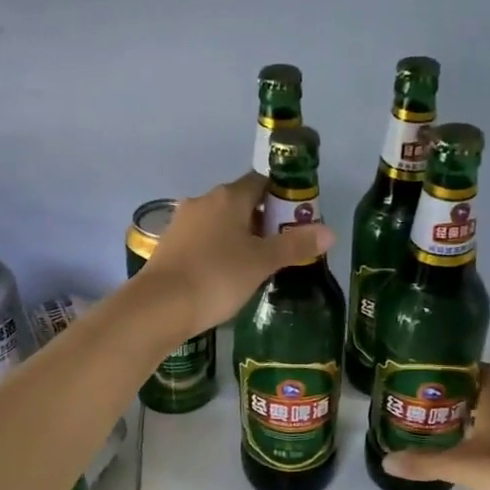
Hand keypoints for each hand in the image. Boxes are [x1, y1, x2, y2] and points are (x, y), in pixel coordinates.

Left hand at [139, 173, 333, 338]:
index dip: (282, 197)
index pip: (261, 182)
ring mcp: (181, 223)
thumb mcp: (262, 262)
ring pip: (219, 222)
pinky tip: (224, 275)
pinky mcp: (168, 247)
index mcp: (228, 197)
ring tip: (254, 265)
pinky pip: (201, 241)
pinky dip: (216, 251)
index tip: (296, 220)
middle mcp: (202, 202)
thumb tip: (330, 231)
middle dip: (261, 220)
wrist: (159, 306)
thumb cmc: (217, 277)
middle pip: (239, 202)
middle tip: (280, 248)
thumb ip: (294, 245)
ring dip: (237, 236)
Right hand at [381, 364, 489, 489]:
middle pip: (488, 388)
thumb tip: (386, 461)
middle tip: (431, 402)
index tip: (433, 377)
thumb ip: (422, 462)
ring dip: (476, 414)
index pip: (481, 368)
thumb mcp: (458, 465)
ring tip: (444, 425)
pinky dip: (488, 435)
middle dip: (462, 392)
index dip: (459, 369)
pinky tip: (469, 450)